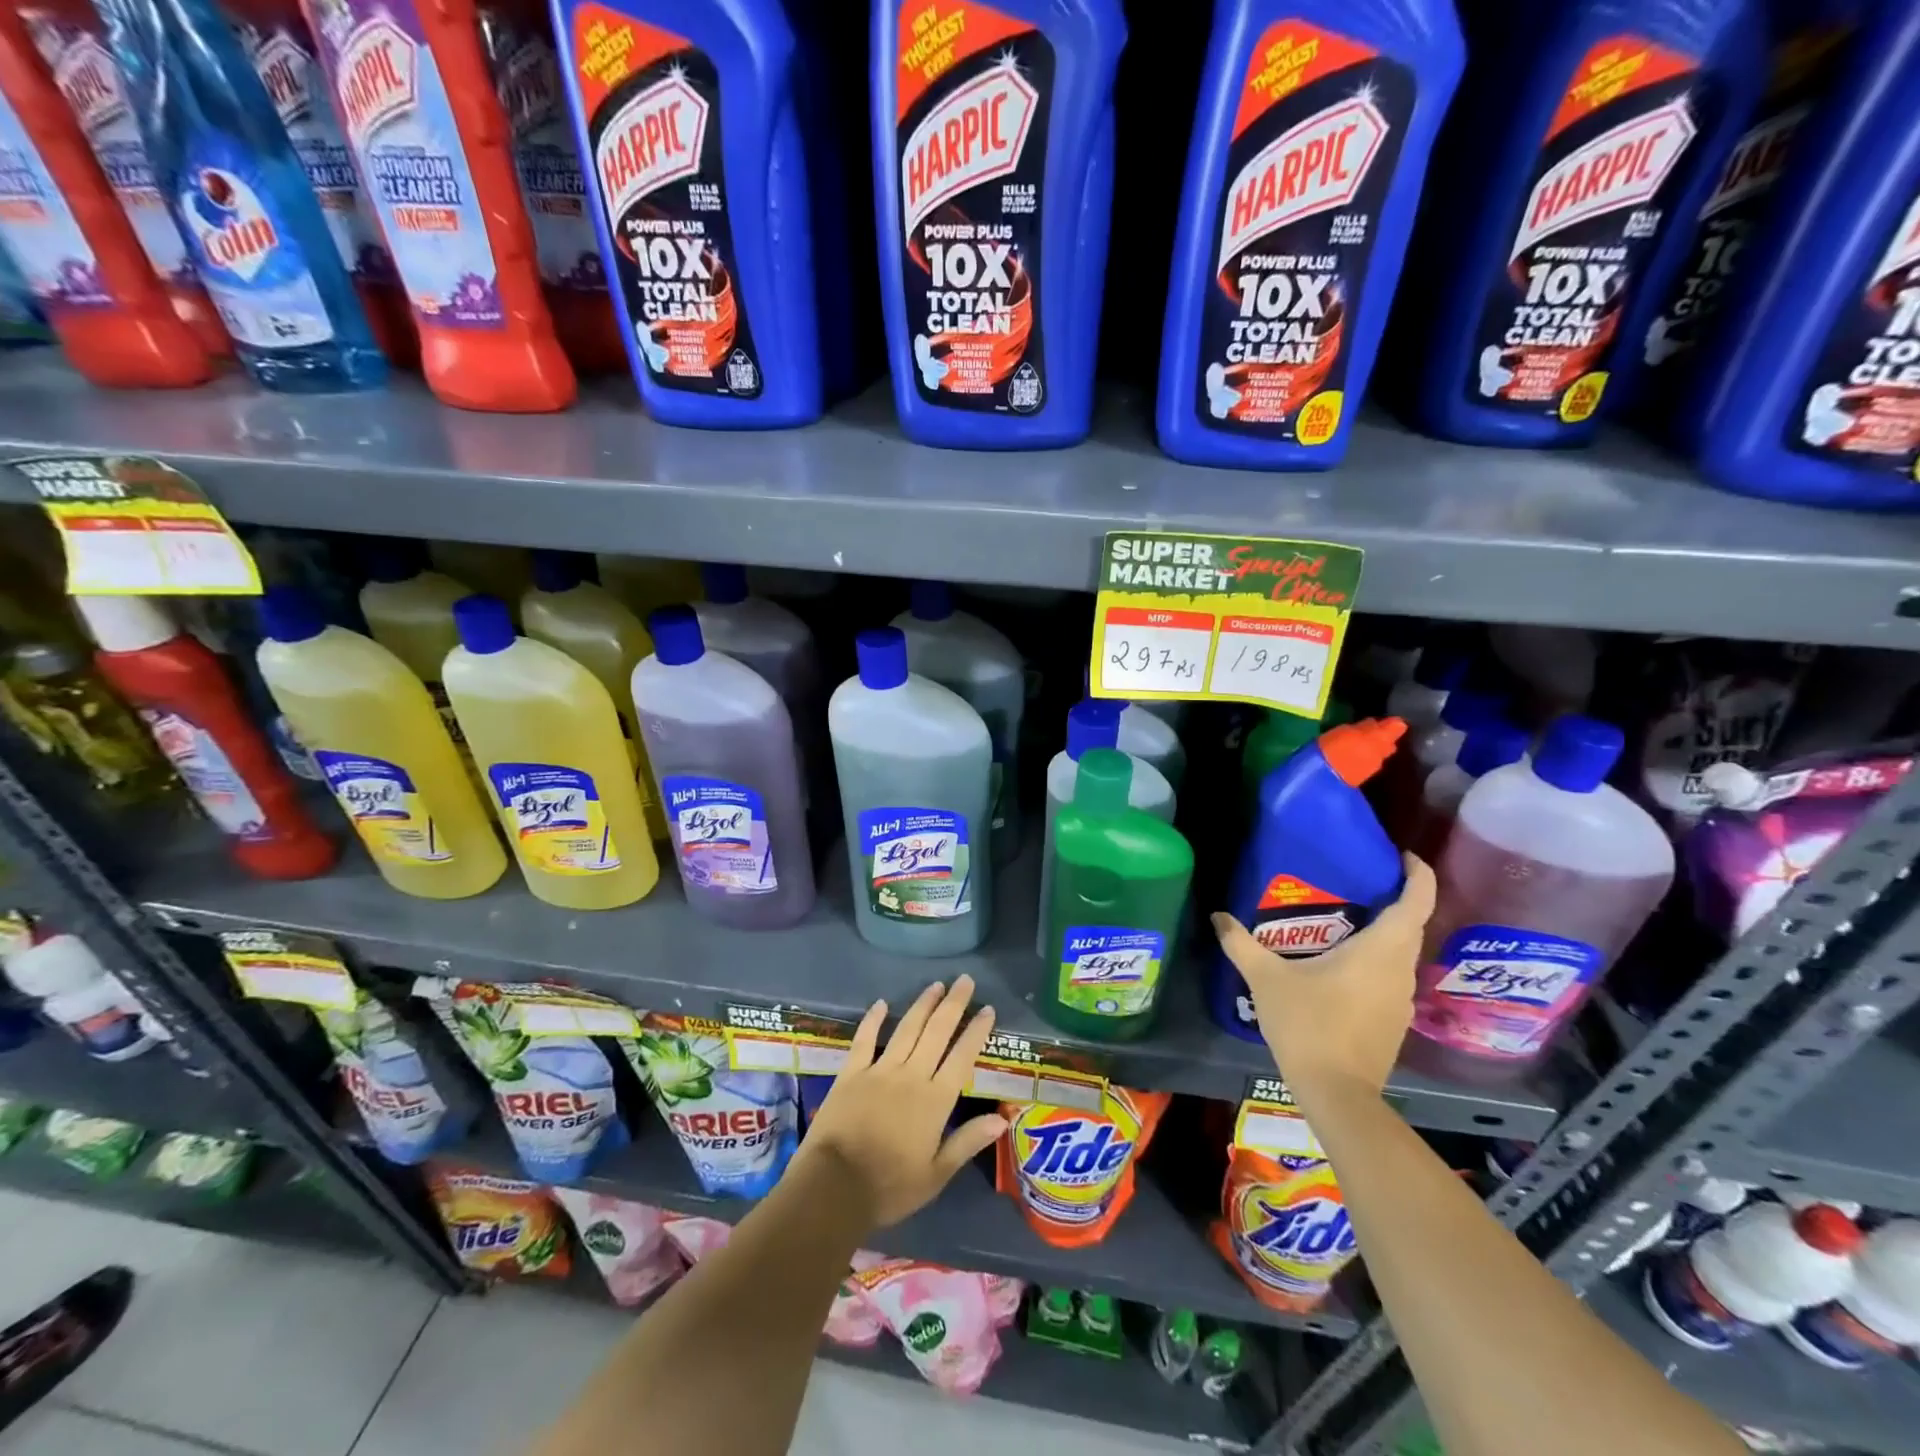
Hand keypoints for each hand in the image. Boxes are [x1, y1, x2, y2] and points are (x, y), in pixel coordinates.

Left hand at [797, 975, 1006, 1230]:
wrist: (834, 1187)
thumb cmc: (890, 1186)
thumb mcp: (936, 1174)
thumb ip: (968, 1141)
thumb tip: (1003, 1118)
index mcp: (935, 1100)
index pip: (962, 1057)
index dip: (976, 1032)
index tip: (988, 1009)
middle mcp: (911, 1075)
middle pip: (937, 1032)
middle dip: (953, 1004)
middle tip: (965, 980)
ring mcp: (879, 1070)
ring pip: (906, 1028)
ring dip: (923, 1004)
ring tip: (936, 985)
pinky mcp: (851, 1072)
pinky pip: (865, 1039)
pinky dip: (873, 1019)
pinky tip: (881, 1003)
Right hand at [1212, 854, 1436, 1105]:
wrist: (1337, 1093)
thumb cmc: (1308, 1025)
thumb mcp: (1266, 979)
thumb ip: (1241, 944)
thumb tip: (1218, 916)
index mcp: (1380, 950)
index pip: (1415, 901)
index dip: (1417, 874)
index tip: (1402, 856)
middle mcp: (1400, 970)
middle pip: (1411, 925)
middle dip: (1395, 899)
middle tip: (1357, 882)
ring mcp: (1401, 998)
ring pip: (1401, 953)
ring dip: (1385, 932)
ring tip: (1345, 920)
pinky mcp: (1394, 1021)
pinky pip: (1391, 976)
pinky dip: (1376, 960)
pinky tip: (1342, 965)